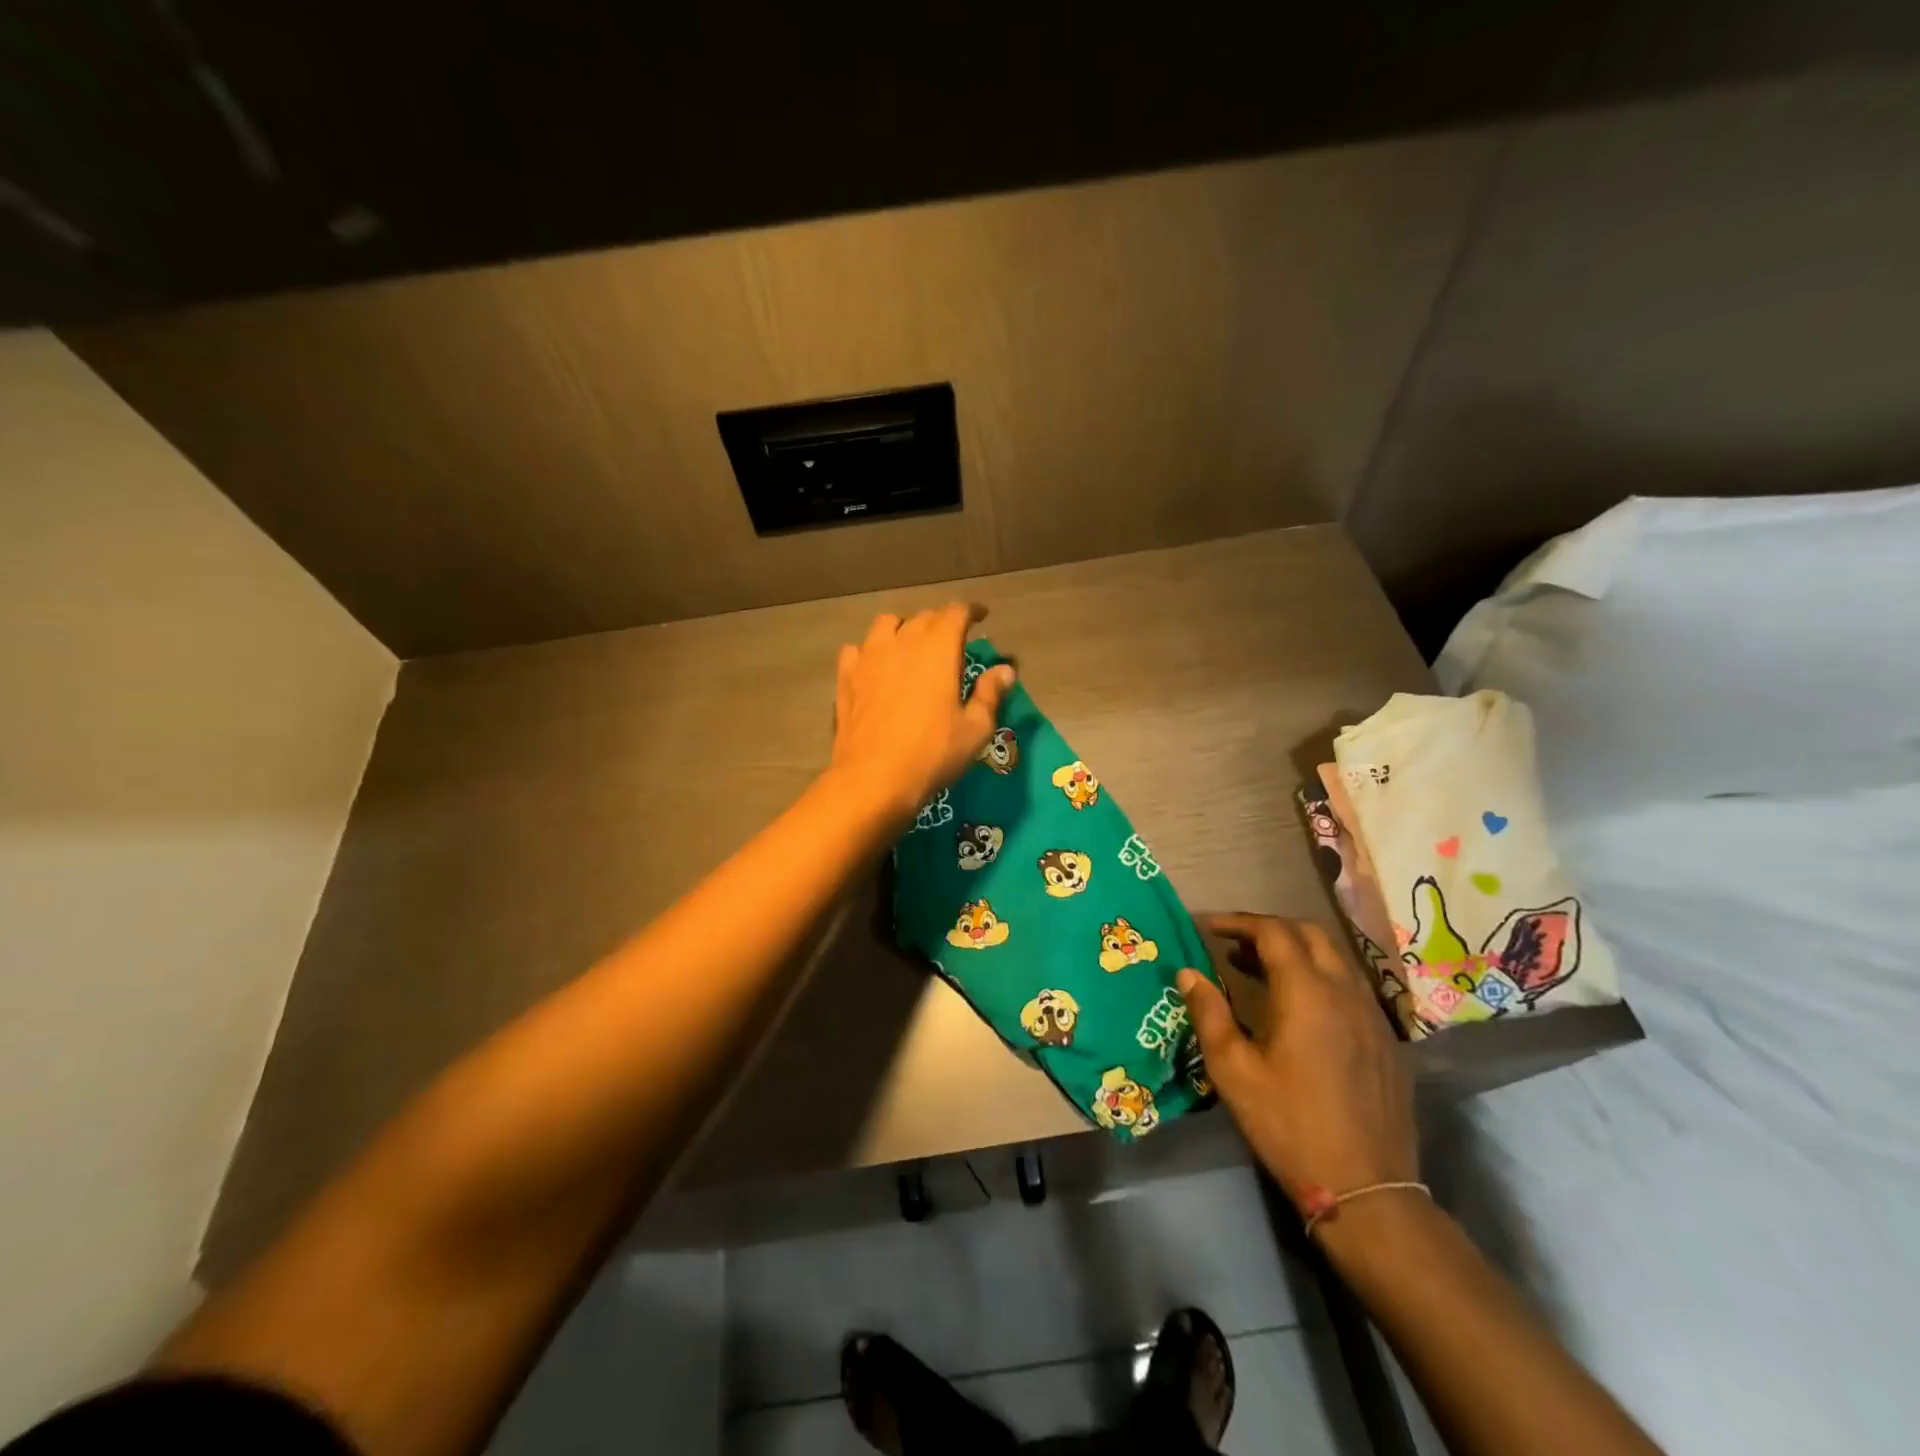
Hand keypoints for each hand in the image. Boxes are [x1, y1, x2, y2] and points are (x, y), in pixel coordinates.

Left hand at [830, 605, 1015, 824]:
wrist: (873, 778)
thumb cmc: (932, 753)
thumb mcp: (975, 729)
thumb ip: (990, 694)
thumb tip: (1005, 670)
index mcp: (938, 648)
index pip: (956, 612)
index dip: (971, 611)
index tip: (982, 617)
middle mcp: (902, 642)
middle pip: (923, 617)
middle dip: (941, 623)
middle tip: (952, 641)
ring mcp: (868, 657)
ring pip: (887, 625)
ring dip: (903, 630)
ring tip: (911, 647)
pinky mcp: (846, 677)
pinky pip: (857, 650)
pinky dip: (870, 652)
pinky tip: (876, 668)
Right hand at [1177, 914, 1415, 1211]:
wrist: (1366, 1189)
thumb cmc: (1289, 1125)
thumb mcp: (1233, 1070)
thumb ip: (1209, 1013)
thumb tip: (1188, 973)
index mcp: (1307, 992)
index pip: (1273, 931)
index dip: (1238, 922)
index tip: (1208, 928)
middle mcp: (1345, 991)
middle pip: (1309, 934)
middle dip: (1269, 929)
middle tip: (1234, 944)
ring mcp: (1373, 1016)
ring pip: (1335, 959)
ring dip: (1296, 951)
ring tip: (1260, 970)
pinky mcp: (1387, 1041)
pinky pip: (1351, 987)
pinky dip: (1320, 977)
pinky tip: (1301, 1009)